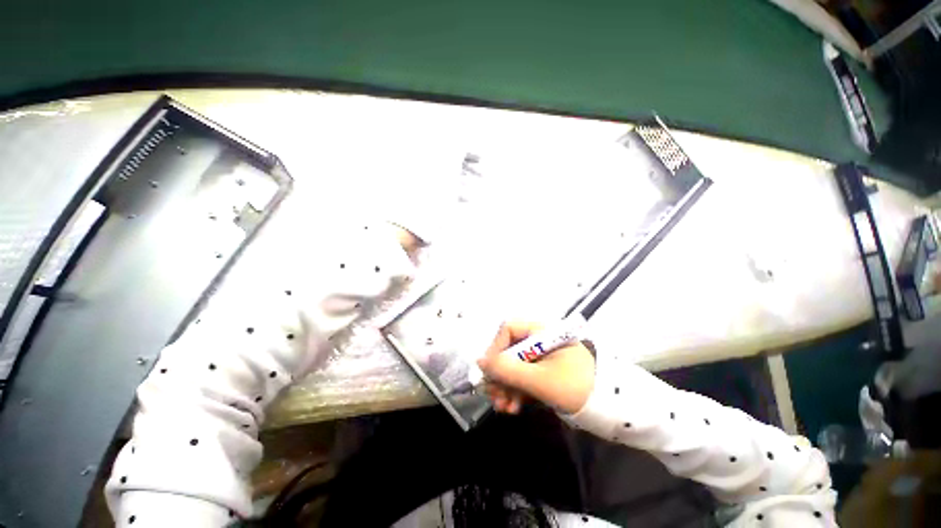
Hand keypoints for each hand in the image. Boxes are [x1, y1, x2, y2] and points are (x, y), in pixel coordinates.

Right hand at [477, 321, 594, 414]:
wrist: (607, 408)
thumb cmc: (576, 387)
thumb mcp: (540, 380)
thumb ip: (508, 371)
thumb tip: (479, 362)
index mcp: (542, 332)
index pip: (509, 329)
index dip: (496, 348)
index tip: (490, 371)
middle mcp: (538, 340)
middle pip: (508, 349)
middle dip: (499, 374)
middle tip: (493, 395)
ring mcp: (540, 356)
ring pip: (513, 365)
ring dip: (505, 386)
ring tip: (502, 407)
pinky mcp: (542, 371)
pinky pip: (522, 376)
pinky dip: (514, 390)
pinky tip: (511, 407)